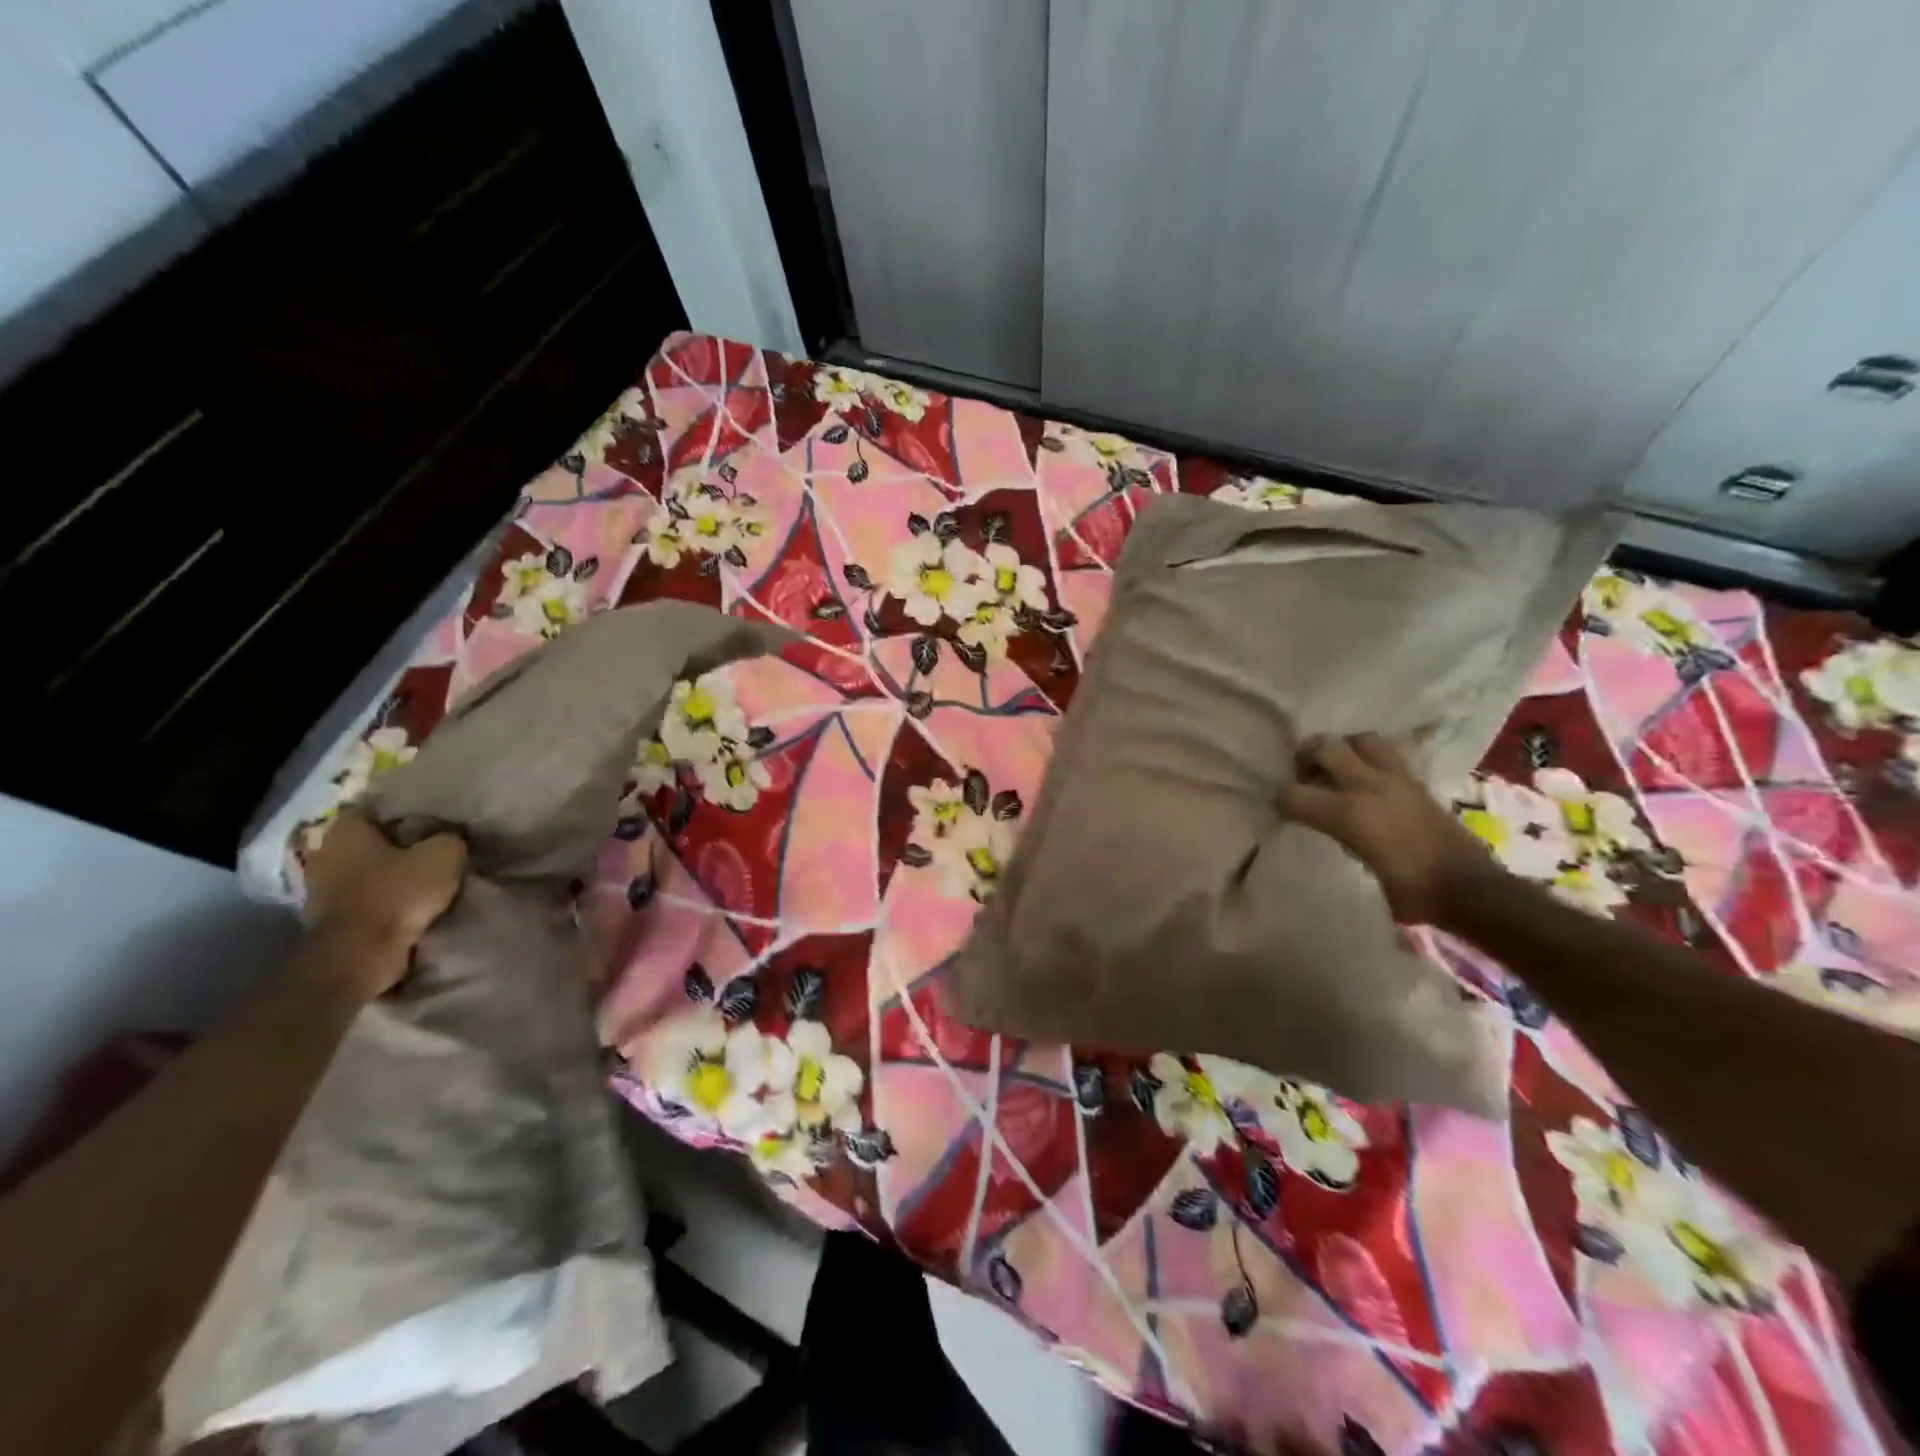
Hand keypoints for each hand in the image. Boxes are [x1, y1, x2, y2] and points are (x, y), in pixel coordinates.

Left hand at [304, 809, 466, 989]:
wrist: (361, 953)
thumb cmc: (398, 892)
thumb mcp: (445, 854)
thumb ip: (450, 837)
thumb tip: (451, 835)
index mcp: (347, 830)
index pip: (372, 807)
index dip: (400, 809)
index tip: (427, 816)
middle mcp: (326, 853)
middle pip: (367, 839)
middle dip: (394, 842)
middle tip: (429, 844)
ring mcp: (321, 888)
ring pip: (363, 870)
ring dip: (387, 873)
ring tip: (421, 875)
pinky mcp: (329, 918)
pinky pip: (362, 897)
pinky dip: (381, 897)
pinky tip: (407, 900)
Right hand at [1277, 732, 1500, 924]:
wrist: (1472, 891)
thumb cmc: (1411, 891)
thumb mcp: (1360, 866)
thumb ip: (1333, 834)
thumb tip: (1314, 821)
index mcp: (1350, 812)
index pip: (1294, 793)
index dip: (1280, 800)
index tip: (1278, 810)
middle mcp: (1370, 785)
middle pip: (1326, 746)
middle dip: (1306, 756)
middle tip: (1303, 775)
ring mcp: (1397, 779)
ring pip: (1360, 740)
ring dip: (1343, 748)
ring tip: (1337, 769)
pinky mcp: (1418, 783)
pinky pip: (1387, 754)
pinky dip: (1370, 758)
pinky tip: (1367, 780)